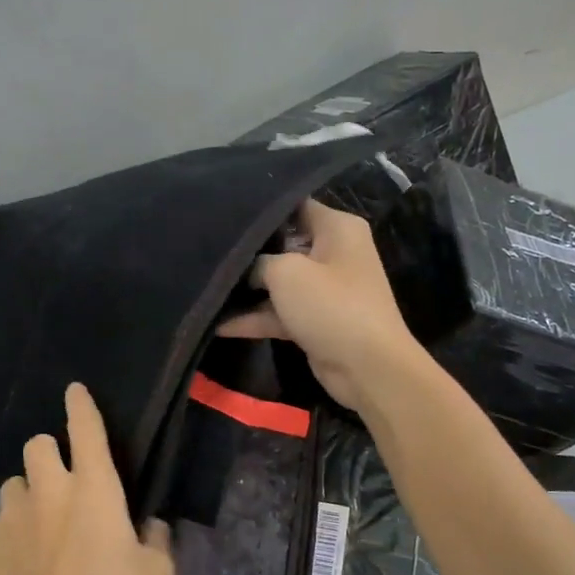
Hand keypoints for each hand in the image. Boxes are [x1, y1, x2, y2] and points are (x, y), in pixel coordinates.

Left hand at [0, 383, 175, 574]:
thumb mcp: (157, 574)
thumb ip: (156, 539)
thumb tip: (151, 527)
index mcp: (94, 487)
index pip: (85, 428)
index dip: (80, 405)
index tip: (74, 391)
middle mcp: (48, 490)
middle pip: (35, 445)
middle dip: (48, 455)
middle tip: (61, 483)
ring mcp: (10, 518)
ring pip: (12, 486)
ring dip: (27, 497)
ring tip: (39, 529)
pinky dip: (9, 539)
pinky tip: (20, 569)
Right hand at [217, 199, 425, 412]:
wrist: (368, 368)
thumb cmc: (331, 306)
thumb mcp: (286, 272)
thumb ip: (258, 261)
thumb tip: (247, 268)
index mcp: (337, 228)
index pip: (294, 206)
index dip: (259, 210)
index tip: (224, 212)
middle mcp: (334, 253)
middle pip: (283, 244)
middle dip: (249, 251)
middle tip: (208, 248)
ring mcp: (325, 289)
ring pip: (280, 282)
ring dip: (247, 290)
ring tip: (206, 286)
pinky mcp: (316, 320)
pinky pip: (280, 312)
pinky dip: (255, 318)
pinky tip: (219, 324)